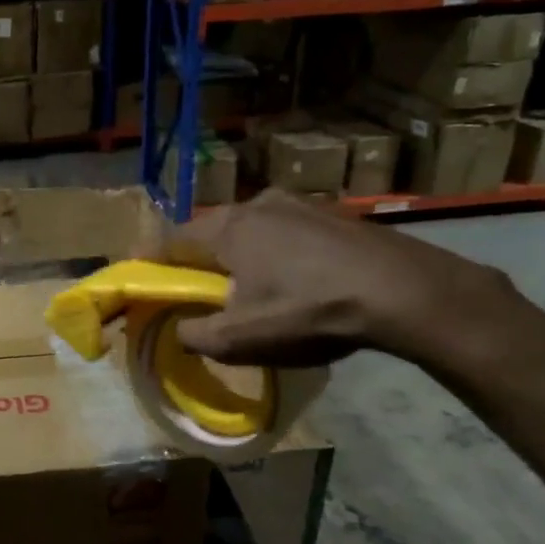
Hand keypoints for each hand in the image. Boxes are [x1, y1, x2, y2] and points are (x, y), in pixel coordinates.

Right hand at [156, 189, 516, 366]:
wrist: (404, 291)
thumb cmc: (308, 310)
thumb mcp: (240, 339)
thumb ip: (195, 335)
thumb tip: (182, 330)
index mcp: (227, 228)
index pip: (171, 242)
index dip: (151, 262)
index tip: (140, 277)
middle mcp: (258, 204)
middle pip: (212, 234)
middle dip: (200, 261)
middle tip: (199, 291)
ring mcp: (301, 204)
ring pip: (253, 231)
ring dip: (242, 257)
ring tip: (251, 289)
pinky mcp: (335, 215)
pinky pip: (288, 234)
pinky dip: (279, 255)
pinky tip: (297, 282)